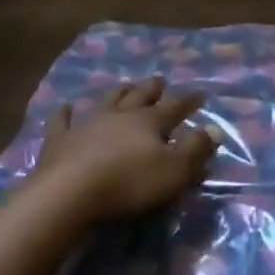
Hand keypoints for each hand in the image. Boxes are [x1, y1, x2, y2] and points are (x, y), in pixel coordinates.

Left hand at [34, 77, 216, 221]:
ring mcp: (87, 124)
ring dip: (118, 93)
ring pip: (106, 102)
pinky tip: (67, 106)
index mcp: (149, 122)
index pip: (175, 107)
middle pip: (139, 97)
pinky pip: (63, 121)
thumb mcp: (175, 171)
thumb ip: (196, 149)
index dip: (189, 101)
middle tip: (160, 80)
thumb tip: (214, 128)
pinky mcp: (60, 140)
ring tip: (125, 85)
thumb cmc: (129, 183)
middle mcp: (120, 115)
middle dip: (152, 89)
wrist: (69, 193)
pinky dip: (66, 113)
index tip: (200, 93)